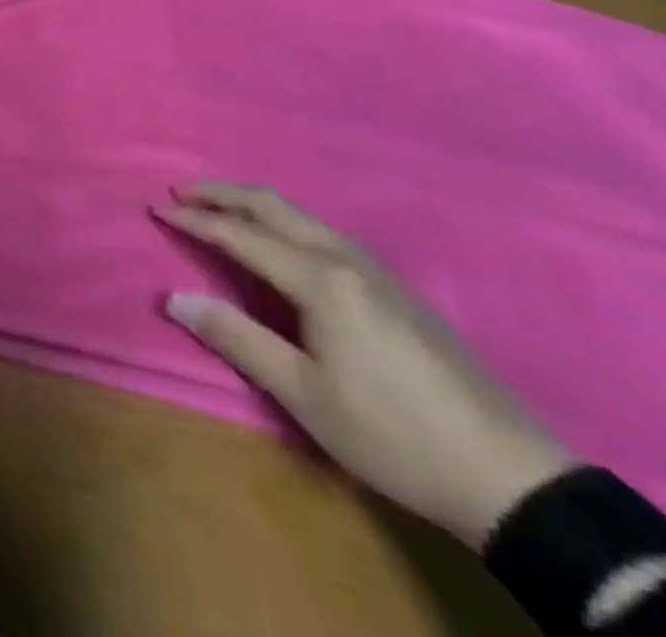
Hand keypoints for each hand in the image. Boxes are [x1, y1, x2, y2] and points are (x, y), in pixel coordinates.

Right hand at [155, 183, 574, 547]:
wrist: (509, 473)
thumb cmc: (392, 434)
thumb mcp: (304, 394)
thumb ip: (236, 338)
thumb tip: (175, 298)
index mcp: (319, 278)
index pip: (240, 234)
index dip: (194, 220)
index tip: (156, 206)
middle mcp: (344, 257)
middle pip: (272, 206)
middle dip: (222, 193)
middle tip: (181, 190)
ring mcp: (375, 268)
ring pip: (301, 216)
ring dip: (253, 205)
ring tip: (220, 210)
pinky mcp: (394, 286)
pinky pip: (323, 233)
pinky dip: (283, 223)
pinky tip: (280, 243)